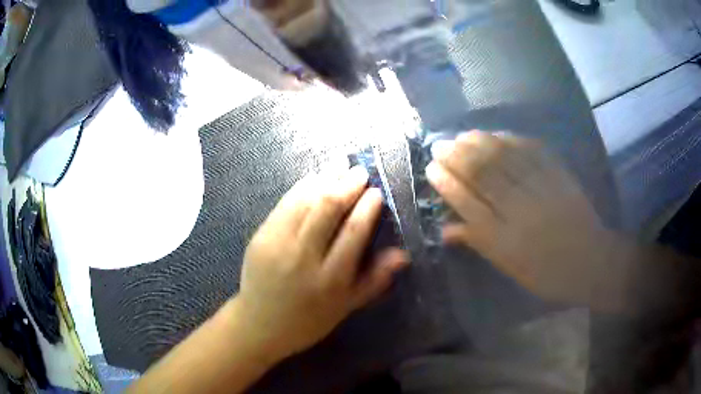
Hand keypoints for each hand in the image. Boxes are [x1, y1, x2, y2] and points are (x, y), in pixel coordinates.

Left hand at [234, 166, 408, 360]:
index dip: (367, 207)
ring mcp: (278, 244)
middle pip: (328, 208)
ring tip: (340, 164)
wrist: (259, 324)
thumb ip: (374, 280)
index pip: (353, 232)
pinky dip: (301, 187)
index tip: (376, 192)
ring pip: (305, 200)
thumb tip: (402, 254)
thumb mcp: (346, 307)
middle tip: (360, 171)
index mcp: (330, 279)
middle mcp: (303, 257)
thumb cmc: (308, 320)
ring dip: (325, 178)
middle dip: (347, 184)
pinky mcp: (261, 236)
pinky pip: (284, 204)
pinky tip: (314, 177)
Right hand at [426, 131, 615, 305]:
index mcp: (506, 240)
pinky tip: (498, 134)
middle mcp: (521, 212)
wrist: (590, 261)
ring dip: (481, 144)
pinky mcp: (559, 177)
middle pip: (485, 177)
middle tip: (441, 144)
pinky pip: (533, 154)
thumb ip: (480, 243)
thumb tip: (446, 229)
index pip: (469, 205)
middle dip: (459, 157)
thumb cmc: (546, 272)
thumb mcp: (510, 267)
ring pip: (506, 160)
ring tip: (462, 135)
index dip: (448, 184)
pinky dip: (513, 141)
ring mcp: (541, 191)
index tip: (432, 168)